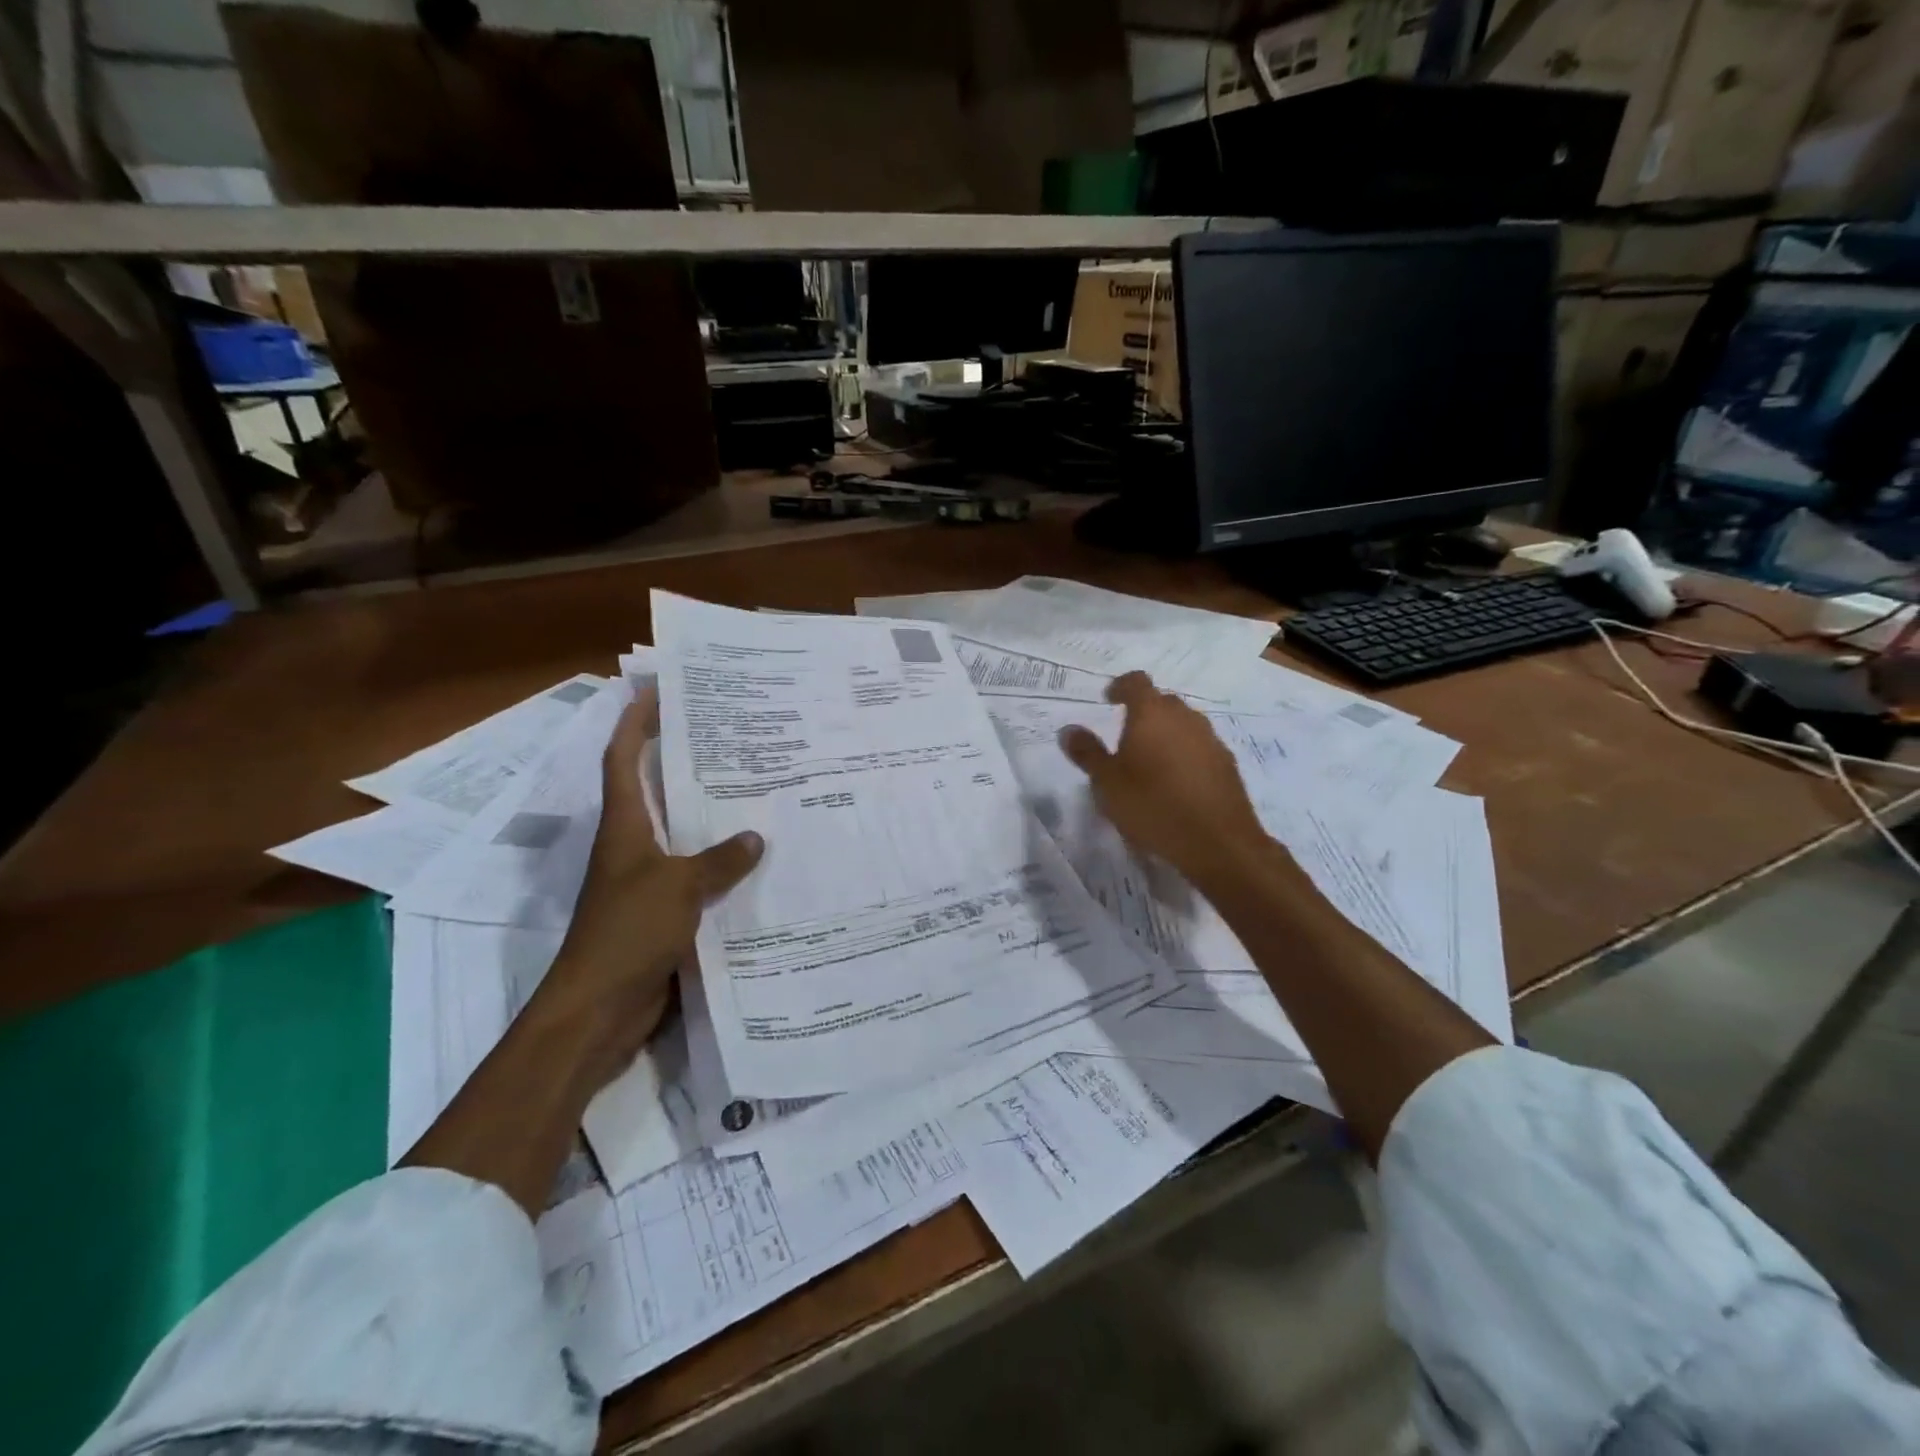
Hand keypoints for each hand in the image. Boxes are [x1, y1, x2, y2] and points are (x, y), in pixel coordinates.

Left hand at [538, 688, 763, 1087]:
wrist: (599, 1009)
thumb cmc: (627, 933)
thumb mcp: (678, 887)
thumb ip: (719, 860)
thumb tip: (755, 836)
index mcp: (624, 828)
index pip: (623, 761)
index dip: (634, 724)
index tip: (655, 692)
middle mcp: (633, 848)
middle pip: (654, 792)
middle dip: (681, 762)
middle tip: (727, 737)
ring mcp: (647, 883)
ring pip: (682, 836)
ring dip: (709, 815)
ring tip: (754, 791)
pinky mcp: (664, 914)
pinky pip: (698, 877)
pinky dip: (721, 865)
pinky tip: (757, 863)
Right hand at [1058, 671, 1269, 886]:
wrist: (1218, 843)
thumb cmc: (1153, 806)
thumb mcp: (1107, 783)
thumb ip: (1087, 753)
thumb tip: (1068, 730)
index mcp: (1152, 714)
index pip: (1136, 682)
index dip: (1120, 687)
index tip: (1108, 700)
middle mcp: (1185, 717)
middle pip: (1162, 701)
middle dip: (1143, 712)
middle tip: (1125, 736)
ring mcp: (1210, 739)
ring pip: (1183, 724)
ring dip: (1166, 733)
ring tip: (1149, 761)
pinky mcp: (1227, 764)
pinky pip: (1199, 747)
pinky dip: (1184, 754)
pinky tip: (1175, 782)